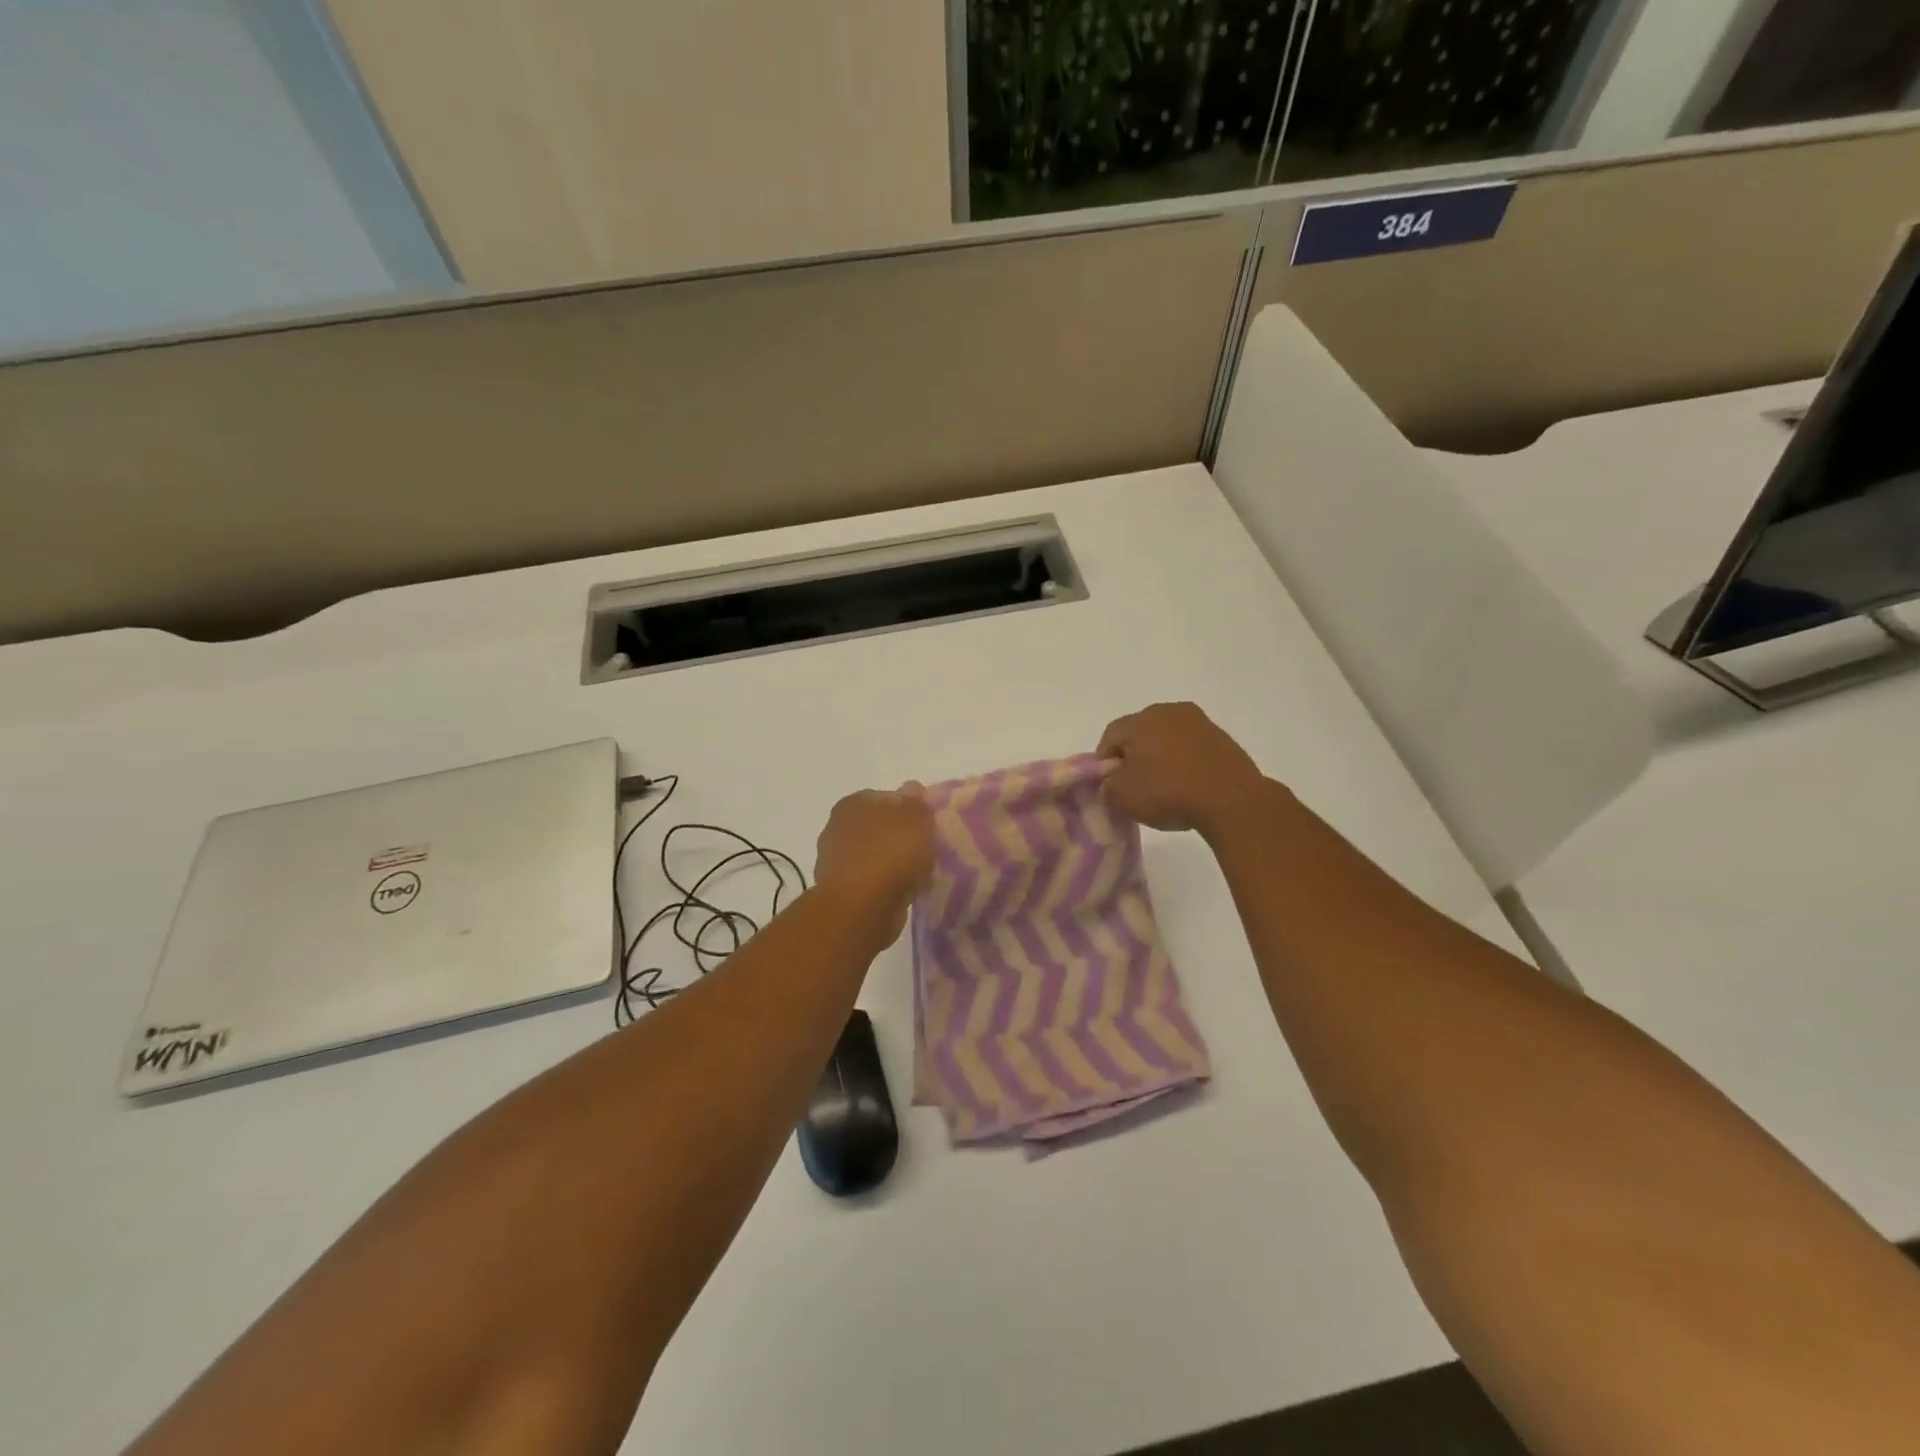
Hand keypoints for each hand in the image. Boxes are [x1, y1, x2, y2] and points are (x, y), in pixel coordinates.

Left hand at [813, 784, 935, 942]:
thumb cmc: (891, 853)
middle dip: (901, 837)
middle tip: (926, 850)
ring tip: (920, 875)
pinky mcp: (842, 891)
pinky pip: (873, 882)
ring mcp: (836, 861)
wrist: (862, 907)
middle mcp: (838, 827)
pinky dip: (887, 885)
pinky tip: (906, 893)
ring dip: (894, 864)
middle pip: (880, 827)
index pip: (886, 797)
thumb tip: (911, 789)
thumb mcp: (916, 817)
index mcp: (853, 802)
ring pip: (876, 855)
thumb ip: (916, 802)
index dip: (910, 809)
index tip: (928, 825)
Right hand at [1097, 703, 1268, 836]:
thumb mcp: (1122, 796)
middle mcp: (1168, 711)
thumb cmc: (1168, 793)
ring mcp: (1199, 721)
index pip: (1110, 736)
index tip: (1110, 785)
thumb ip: (1108, 783)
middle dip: (1134, 755)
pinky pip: (1191, 746)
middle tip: (1136, 784)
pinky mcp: (1221, 737)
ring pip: (1167, 738)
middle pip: (1139, 732)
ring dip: (1161, 757)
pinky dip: (1184, 761)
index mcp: (1140, 720)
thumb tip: (1115, 777)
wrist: (1231, 800)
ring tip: (1165, 786)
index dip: (1105, 761)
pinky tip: (1188, 784)